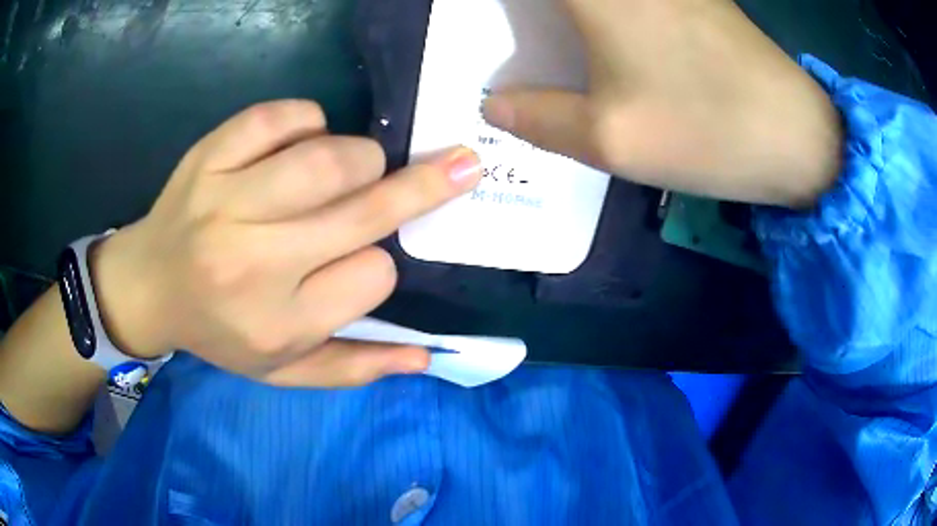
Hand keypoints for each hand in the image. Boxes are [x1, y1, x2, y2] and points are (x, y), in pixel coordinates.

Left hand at [91, 100, 481, 386]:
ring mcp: (225, 202)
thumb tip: (426, 356)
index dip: (381, 263)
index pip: (373, 276)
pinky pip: (279, 117)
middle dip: (422, 185)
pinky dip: (307, 120)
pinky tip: (301, 140)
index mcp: (277, 323)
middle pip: (362, 208)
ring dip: (361, 156)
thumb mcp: (283, 372)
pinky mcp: (208, 157)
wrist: (147, 287)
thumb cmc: (217, 332)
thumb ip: (353, 367)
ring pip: (328, 158)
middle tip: (454, 164)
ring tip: (356, 167)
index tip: (363, 261)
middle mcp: (252, 263)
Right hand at [484, 0, 842, 207]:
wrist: (797, 135)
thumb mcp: (609, 139)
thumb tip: (492, 105)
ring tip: (556, 36)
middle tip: (524, 30)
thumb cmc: (705, 130)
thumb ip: (538, 119)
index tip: (495, 21)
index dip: (503, 6)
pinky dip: (607, 15)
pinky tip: (605, 32)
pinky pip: (636, 1)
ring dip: (569, 17)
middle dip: (541, 15)